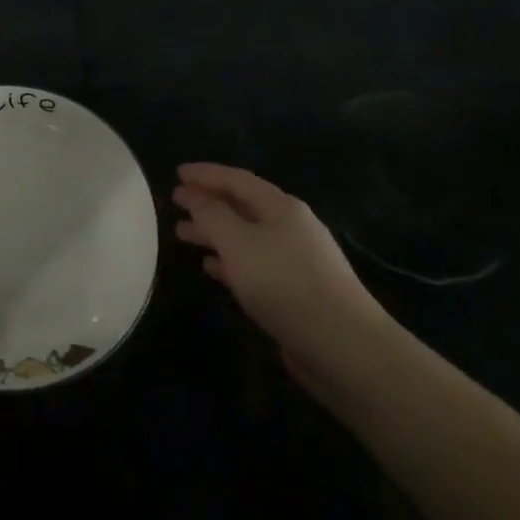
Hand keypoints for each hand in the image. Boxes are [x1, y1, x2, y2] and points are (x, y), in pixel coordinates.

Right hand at [171, 163, 400, 397]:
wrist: (344, 346)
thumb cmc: (285, 283)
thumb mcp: (238, 243)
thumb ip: (212, 215)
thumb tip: (195, 195)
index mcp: (281, 208)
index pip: (237, 180)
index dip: (206, 174)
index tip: (177, 172)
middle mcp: (290, 228)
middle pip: (242, 207)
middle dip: (208, 202)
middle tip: (175, 202)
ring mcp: (294, 260)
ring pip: (244, 237)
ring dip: (214, 233)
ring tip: (181, 234)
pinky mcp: (293, 291)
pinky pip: (253, 265)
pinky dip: (228, 261)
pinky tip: (210, 267)